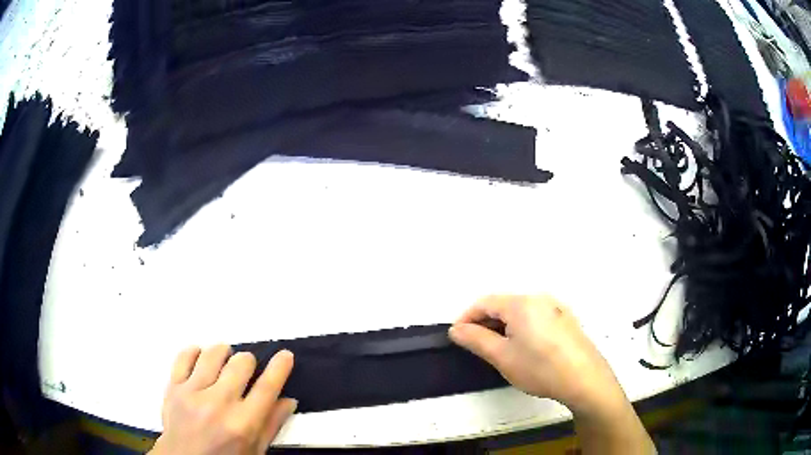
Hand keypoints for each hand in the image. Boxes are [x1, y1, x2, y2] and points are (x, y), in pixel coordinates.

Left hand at [150, 345, 296, 454]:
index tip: (285, 355)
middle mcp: (218, 405)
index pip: (267, 388)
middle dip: (249, 362)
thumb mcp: (254, 450)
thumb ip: (271, 425)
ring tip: (224, 364)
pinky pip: (184, 356)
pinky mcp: (173, 387)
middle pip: (241, 363)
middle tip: (246, 371)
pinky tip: (201, 360)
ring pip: (213, 354)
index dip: (280, 367)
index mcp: (243, 425)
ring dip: (224, 354)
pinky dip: (196, 352)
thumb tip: (288, 400)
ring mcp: (192, 393)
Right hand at [449, 295, 625, 416]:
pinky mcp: (566, 319)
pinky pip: (536, 317)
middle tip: (477, 346)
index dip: (467, 318)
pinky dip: (522, 328)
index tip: (458, 336)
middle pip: (504, 304)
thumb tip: (457, 329)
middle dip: (486, 323)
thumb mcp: (502, 357)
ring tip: (500, 349)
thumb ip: (476, 340)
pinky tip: (526, 348)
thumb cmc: (540, 368)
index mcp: (521, 303)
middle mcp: (539, 298)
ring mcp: (556, 307)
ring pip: (521, 311)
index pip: (485, 302)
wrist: (585, 379)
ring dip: (504, 326)